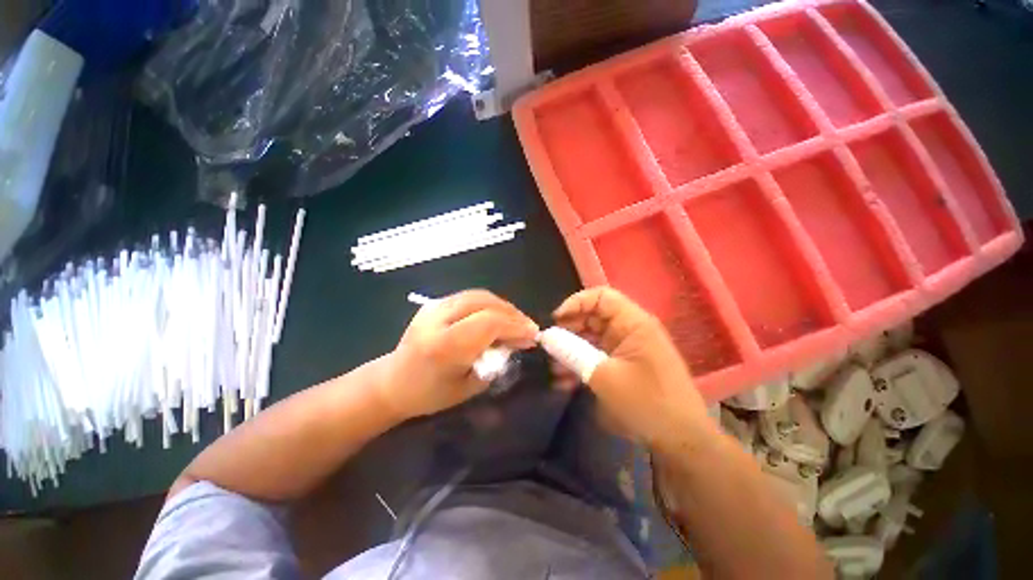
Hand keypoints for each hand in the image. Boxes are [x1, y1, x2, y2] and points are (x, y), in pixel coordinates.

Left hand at [377, 290, 538, 419]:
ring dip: (503, 307)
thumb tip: (519, 340)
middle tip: (527, 328)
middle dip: (513, 314)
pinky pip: (471, 297)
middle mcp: (438, 319)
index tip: (532, 335)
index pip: (489, 322)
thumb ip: (496, 360)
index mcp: (444, 345)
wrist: (392, 381)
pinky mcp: (435, 302)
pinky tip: (497, 316)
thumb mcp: (469, 386)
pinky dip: (490, 304)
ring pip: (480, 295)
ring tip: (515, 322)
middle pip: (486, 303)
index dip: (515, 326)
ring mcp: (434, 306)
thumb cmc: (430, 394)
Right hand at [553, 288, 713, 449]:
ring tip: (553, 368)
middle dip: (569, 330)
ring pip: (592, 338)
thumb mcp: (604, 376)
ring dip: (571, 350)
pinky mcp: (623, 365)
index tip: (555, 320)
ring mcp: (627, 348)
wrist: (681, 442)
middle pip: (593, 317)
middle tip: (549, 346)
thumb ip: (573, 353)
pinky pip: (597, 356)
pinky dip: (581, 365)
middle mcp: (630, 330)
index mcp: (633, 323)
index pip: (601, 297)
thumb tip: (546, 337)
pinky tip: (565, 382)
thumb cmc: (646, 403)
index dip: (576, 302)